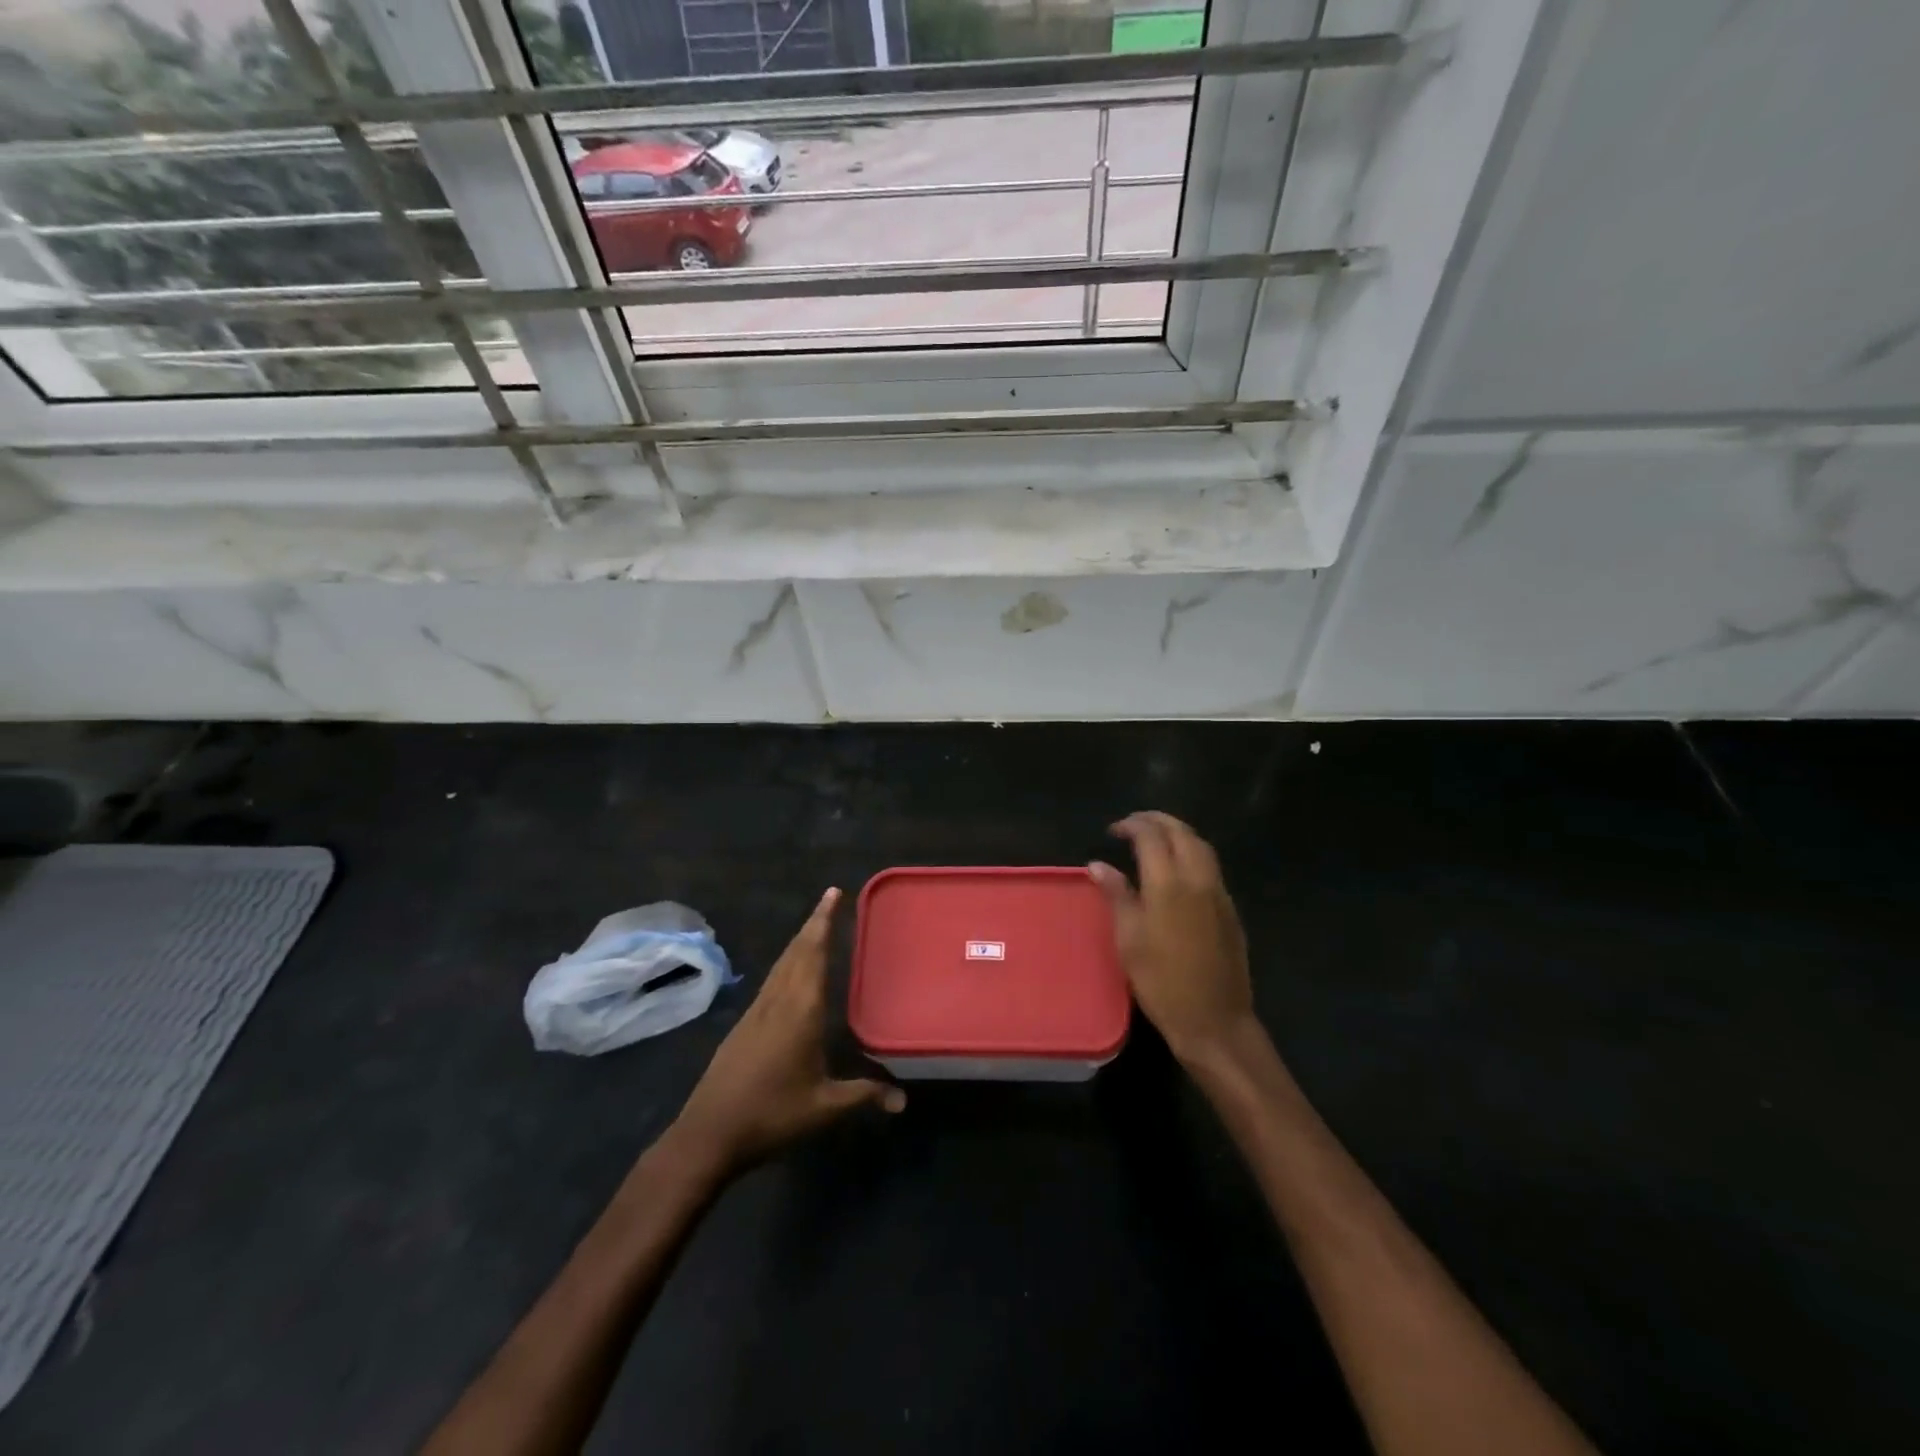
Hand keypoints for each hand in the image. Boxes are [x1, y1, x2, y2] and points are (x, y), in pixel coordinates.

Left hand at [673, 887, 903, 1174]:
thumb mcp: (824, 1108)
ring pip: (781, 964)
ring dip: (799, 941)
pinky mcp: (743, 1025)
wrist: (708, 1134)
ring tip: (815, 928)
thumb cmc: (771, 1114)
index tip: (833, 893)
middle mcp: (777, 1001)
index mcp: (800, 1009)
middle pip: (796, 951)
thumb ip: (864, 1095)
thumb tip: (903, 1100)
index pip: (813, 953)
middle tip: (829, 899)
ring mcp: (756, 1011)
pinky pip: (772, 981)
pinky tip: (791, 974)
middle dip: (813, 923)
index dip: (823, 922)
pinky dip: (787, 963)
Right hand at [1090, 812, 1254, 1066]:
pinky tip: (1177, 868)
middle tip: (1133, 824)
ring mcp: (1219, 893)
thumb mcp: (1128, 939)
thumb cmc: (1161, 982)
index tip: (1113, 830)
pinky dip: (1192, 852)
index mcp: (1168, 884)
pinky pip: (1211, 866)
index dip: (1132, 825)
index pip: (1151, 836)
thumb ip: (1116, 894)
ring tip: (1155, 838)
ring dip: (1178, 833)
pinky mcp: (1230, 909)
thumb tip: (1098, 865)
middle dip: (1157, 820)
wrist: (1214, 1020)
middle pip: (1182, 832)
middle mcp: (1198, 879)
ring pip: (1201, 846)